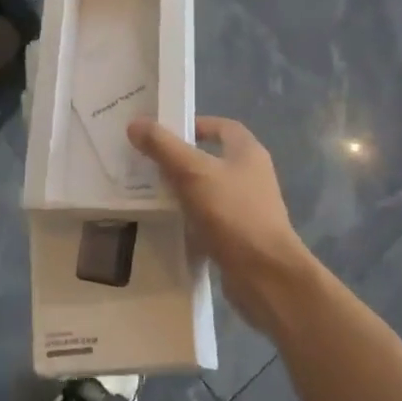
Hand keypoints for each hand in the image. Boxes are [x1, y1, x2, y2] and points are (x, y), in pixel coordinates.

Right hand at [129, 115, 316, 331]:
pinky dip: (189, 218)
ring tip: (150, 190)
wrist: (266, 276)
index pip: (221, 126)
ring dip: (183, 189)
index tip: (163, 132)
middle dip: (181, 158)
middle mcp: (251, 176)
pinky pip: (208, 219)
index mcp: (247, 153)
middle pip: (212, 158)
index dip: (194, 124)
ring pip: (208, 190)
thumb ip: (163, 146)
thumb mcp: (192, 172)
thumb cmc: (232, 213)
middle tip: (148, 160)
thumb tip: (136, 123)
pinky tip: (166, 222)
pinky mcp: (239, 237)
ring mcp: (247, 208)